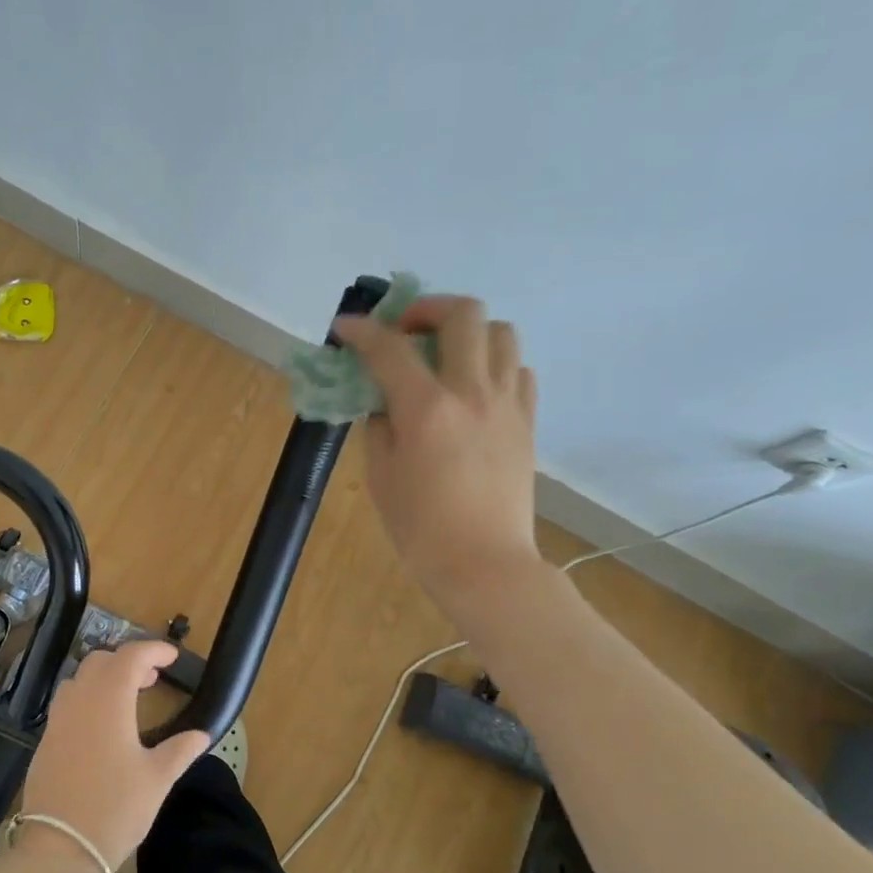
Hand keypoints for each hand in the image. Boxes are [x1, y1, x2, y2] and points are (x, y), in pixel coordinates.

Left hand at [19, 641, 209, 872]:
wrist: (59, 849)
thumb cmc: (115, 810)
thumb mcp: (157, 780)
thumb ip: (180, 750)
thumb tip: (202, 734)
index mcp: (108, 701)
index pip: (130, 656)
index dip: (153, 650)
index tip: (172, 657)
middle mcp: (79, 701)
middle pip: (101, 661)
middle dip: (128, 660)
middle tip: (152, 679)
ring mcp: (58, 720)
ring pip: (79, 678)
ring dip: (104, 677)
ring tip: (127, 698)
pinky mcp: (46, 740)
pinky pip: (67, 702)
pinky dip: (87, 697)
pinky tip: (102, 726)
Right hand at [333, 297, 540, 619]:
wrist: (484, 564)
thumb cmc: (420, 527)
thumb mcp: (381, 475)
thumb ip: (379, 426)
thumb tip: (384, 402)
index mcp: (427, 408)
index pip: (390, 348)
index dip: (362, 331)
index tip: (345, 327)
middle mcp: (472, 392)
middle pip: (463, 314)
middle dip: (427, 309)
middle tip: (406, 331)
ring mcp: (506, 404)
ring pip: (501, 332)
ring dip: (468, 332)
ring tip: (445, 356)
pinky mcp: (526, 422)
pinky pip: (518, 370)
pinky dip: (494, 364)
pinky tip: (474, 389)